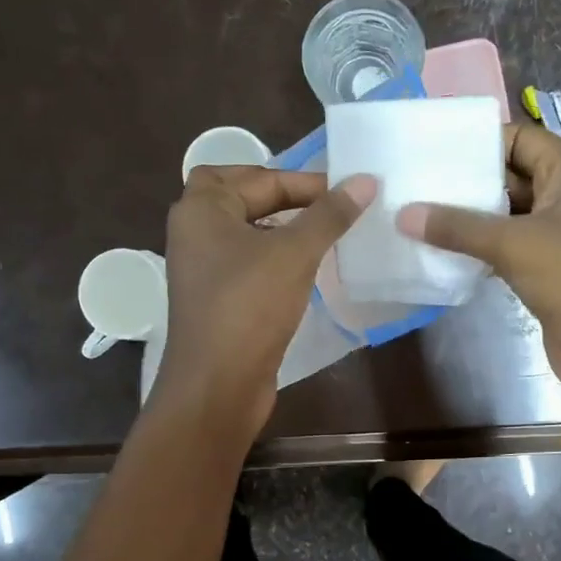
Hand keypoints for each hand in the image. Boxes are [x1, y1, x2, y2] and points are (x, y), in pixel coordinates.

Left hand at [150, 166, 373, 437]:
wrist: (218, 384)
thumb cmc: (250, 307)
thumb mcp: (295, 253)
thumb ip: (329, 214)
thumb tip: (365, 181)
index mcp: (202, 209)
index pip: (258, 176)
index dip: (305, 180)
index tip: (349, 192)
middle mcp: (195, 232)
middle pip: (243, 197)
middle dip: (285, 197)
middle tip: (327, 206)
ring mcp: (203, 269)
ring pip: (247, 233)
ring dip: (283, 229)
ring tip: (325, 235)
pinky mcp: (216, 299)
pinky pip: (249, 264)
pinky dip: (275, 259)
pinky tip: (307, 271)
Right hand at [396, 123, 560, 413]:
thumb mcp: (516, 242)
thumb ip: (459, 227)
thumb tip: (403, 214)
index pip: (519, 139)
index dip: (479, 141)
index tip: (430, 150)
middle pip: (508, 179)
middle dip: (465, 183)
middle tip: (412, 185)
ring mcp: (554, 240)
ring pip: (503, 220)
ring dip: (466, 222)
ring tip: (414, 217)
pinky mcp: (543, 276)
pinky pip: (503, 254)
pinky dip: (475, 254)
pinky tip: (437, 256)